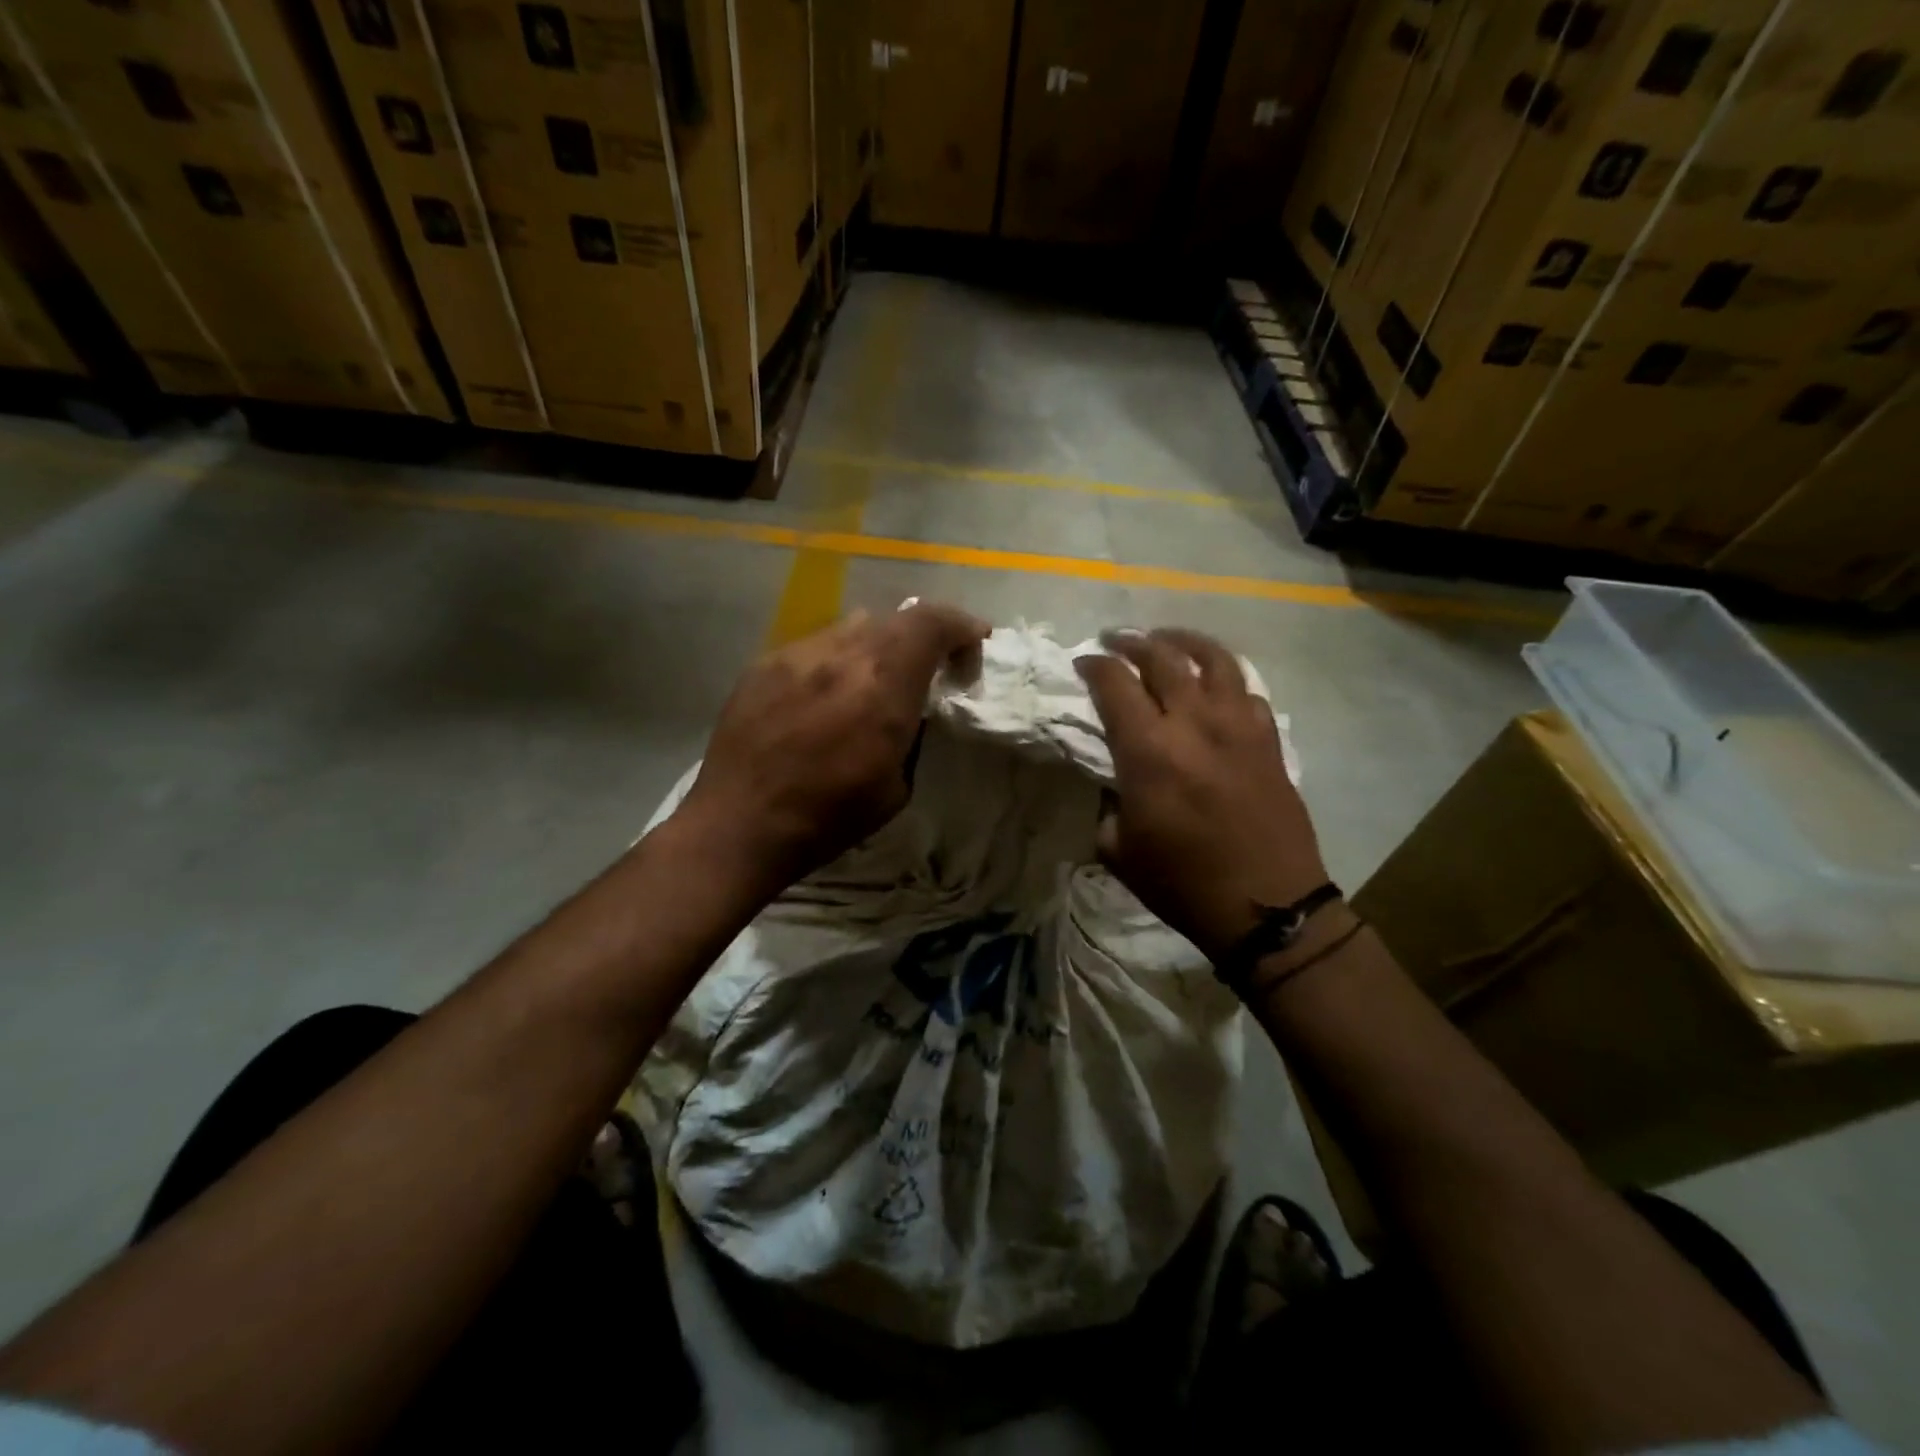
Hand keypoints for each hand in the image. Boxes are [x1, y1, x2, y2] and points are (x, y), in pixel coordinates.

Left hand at [675, 602, 989, 899]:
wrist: (740, 825)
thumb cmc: (827, 817)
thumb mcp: (897, 786)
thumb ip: (911, 731)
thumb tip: (913, 706)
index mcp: (882, 686)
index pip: (932, 623)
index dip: (962, 626)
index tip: (974, 645)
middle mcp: (841, 655)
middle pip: (896, 619)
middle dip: (922, 638)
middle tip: (926, 669)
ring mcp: (797, 654)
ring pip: (853, 627)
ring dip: (876, 647)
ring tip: (870, 681)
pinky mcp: (763, 664)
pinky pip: (814, 646)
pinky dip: (834, 661)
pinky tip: (822, 696)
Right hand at [1075, 628, 1328, 962]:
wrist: (1266, 906)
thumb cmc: (1182, 882)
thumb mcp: (1119, 849)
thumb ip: (1108, 803)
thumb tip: (1115, 781)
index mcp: (1149, 750)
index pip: (1115, 683)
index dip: (1094, 665)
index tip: (1083, 661)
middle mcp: (1194, 723)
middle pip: (1162, 657)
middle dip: (1132, 640)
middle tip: (1116, 638)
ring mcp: (1238, 726)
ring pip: (1213, 659)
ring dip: (1183, 641)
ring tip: (1166, 639)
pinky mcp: (1269, 739)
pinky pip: (1247, 690)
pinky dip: (1225, 678)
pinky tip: (1214, 687)